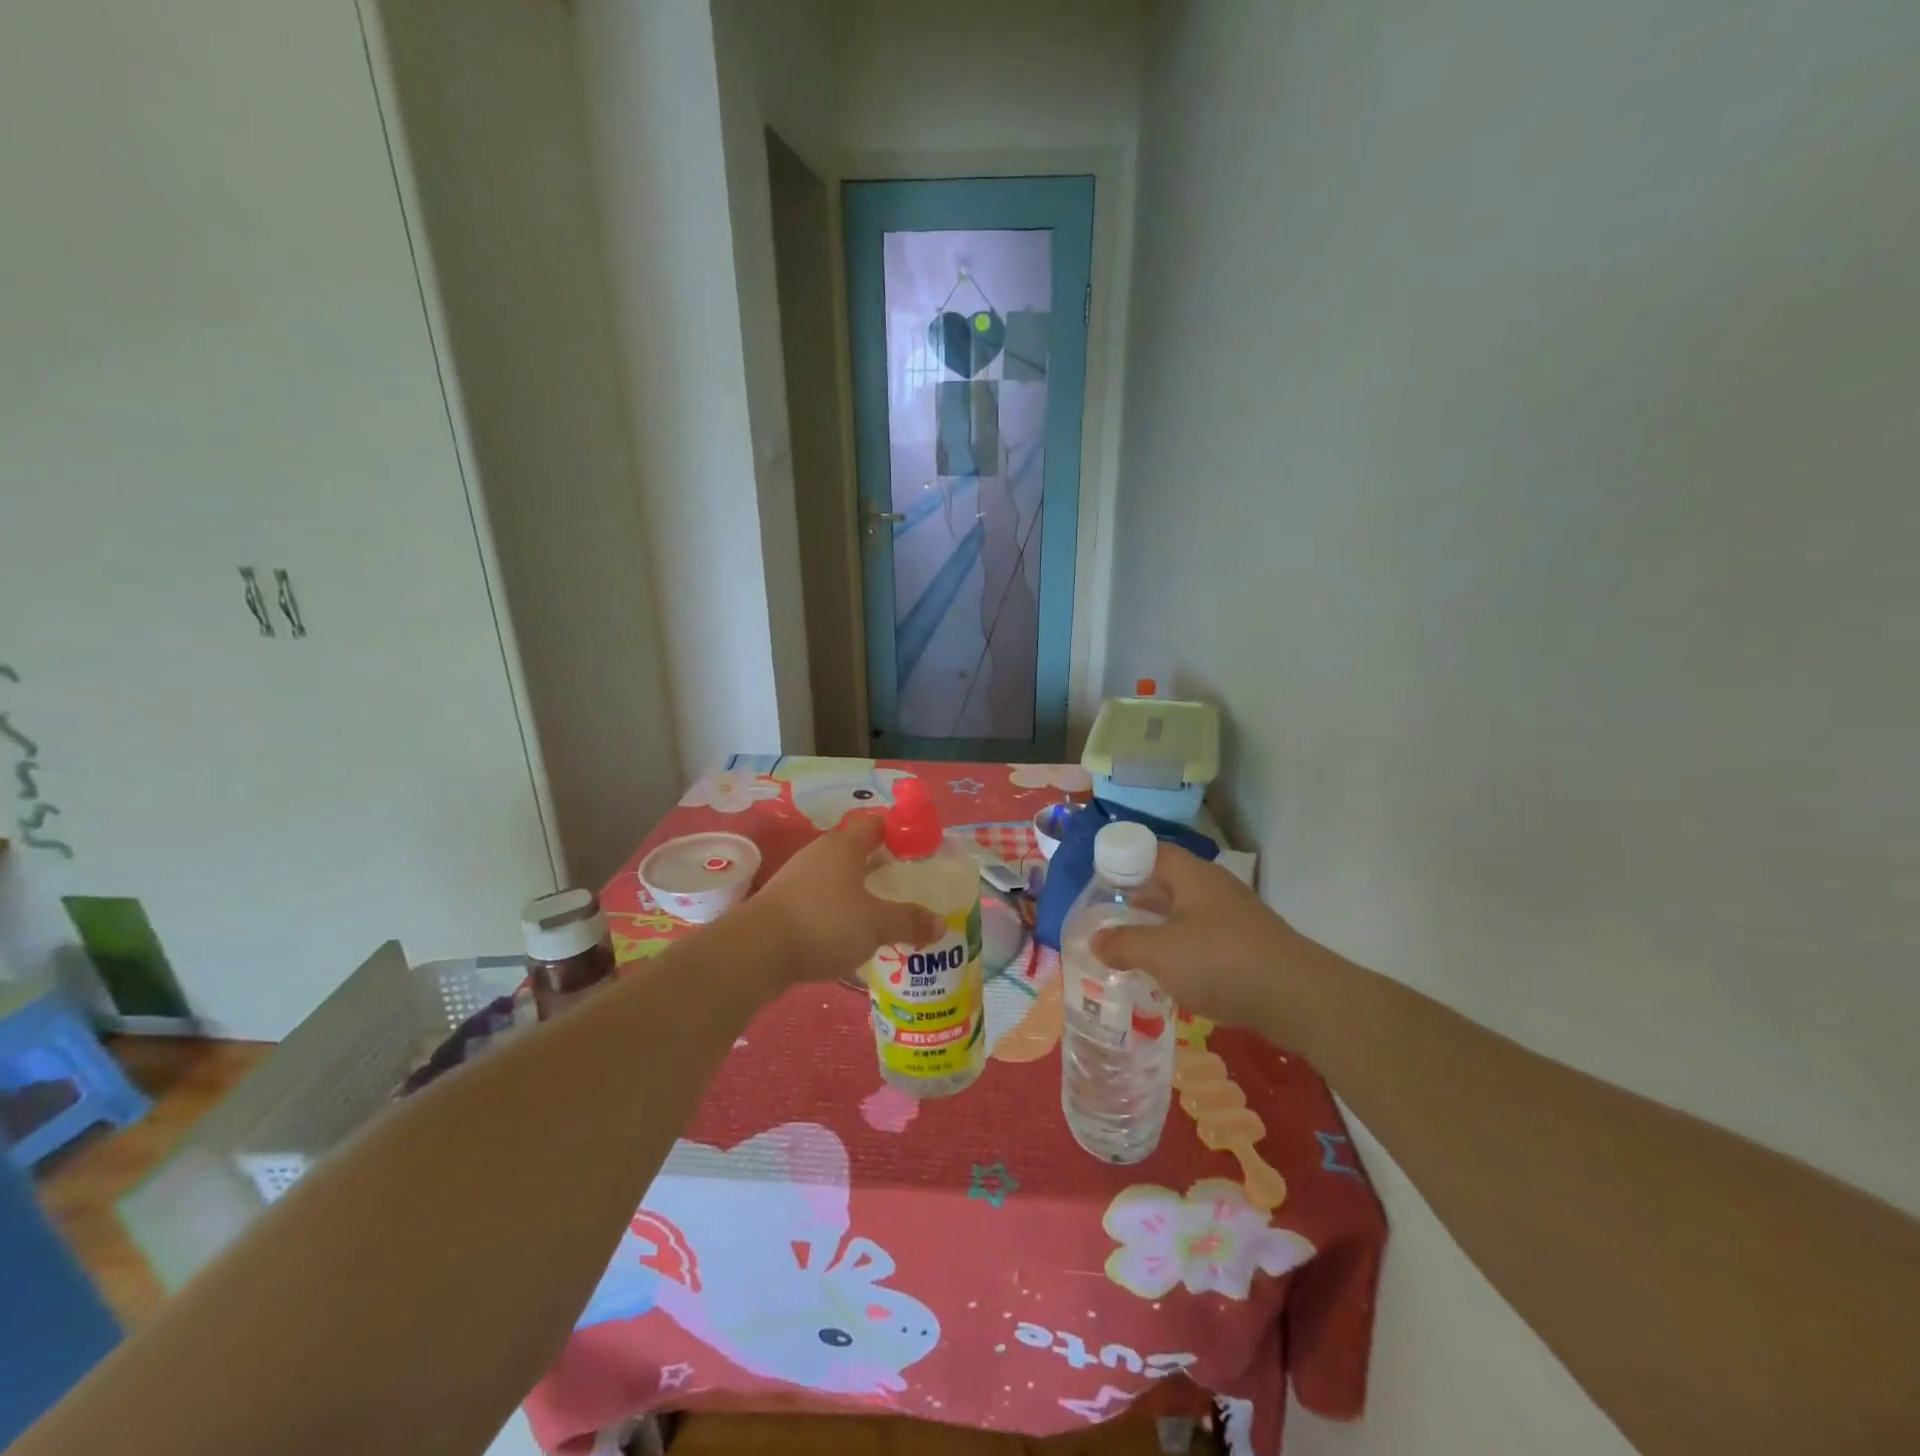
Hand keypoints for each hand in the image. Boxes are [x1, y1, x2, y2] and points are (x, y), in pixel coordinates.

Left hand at [748, 814, 943, 983]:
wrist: (756, 951)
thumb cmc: (824, 923)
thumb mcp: (876, 924)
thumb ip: (909, 921)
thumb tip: (941, 924)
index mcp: (845, 845)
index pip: (876, 824)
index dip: (898, 833)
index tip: (918, 851)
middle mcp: (820, 853)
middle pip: (856, 850)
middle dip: (879, 866)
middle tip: (904, 885)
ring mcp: (798, 878)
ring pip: (836, 877)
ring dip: (857, 891)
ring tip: (880, 913)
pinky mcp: (783, 904)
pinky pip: (820, 900)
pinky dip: (836, 911)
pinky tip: (848, 935)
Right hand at [1091, 844, 1305, 1033]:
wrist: (1299, 998)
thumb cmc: (1221, 962)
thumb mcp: (1161, 953)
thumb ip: (1123, 945)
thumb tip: (1095, 940)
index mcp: (1192, 876)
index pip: (1151, 851)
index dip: (1122, 860)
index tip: (1097, 882)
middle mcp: (1213, 889)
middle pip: (1166, 883)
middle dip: (1135, 900)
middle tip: (1105, 918)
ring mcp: (1233, 917)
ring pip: (1184, 914)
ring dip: (1157, 929)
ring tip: (1128, 949)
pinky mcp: (1246, 946)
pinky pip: (1202, 939)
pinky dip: (1180, 951)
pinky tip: (1166, 975)